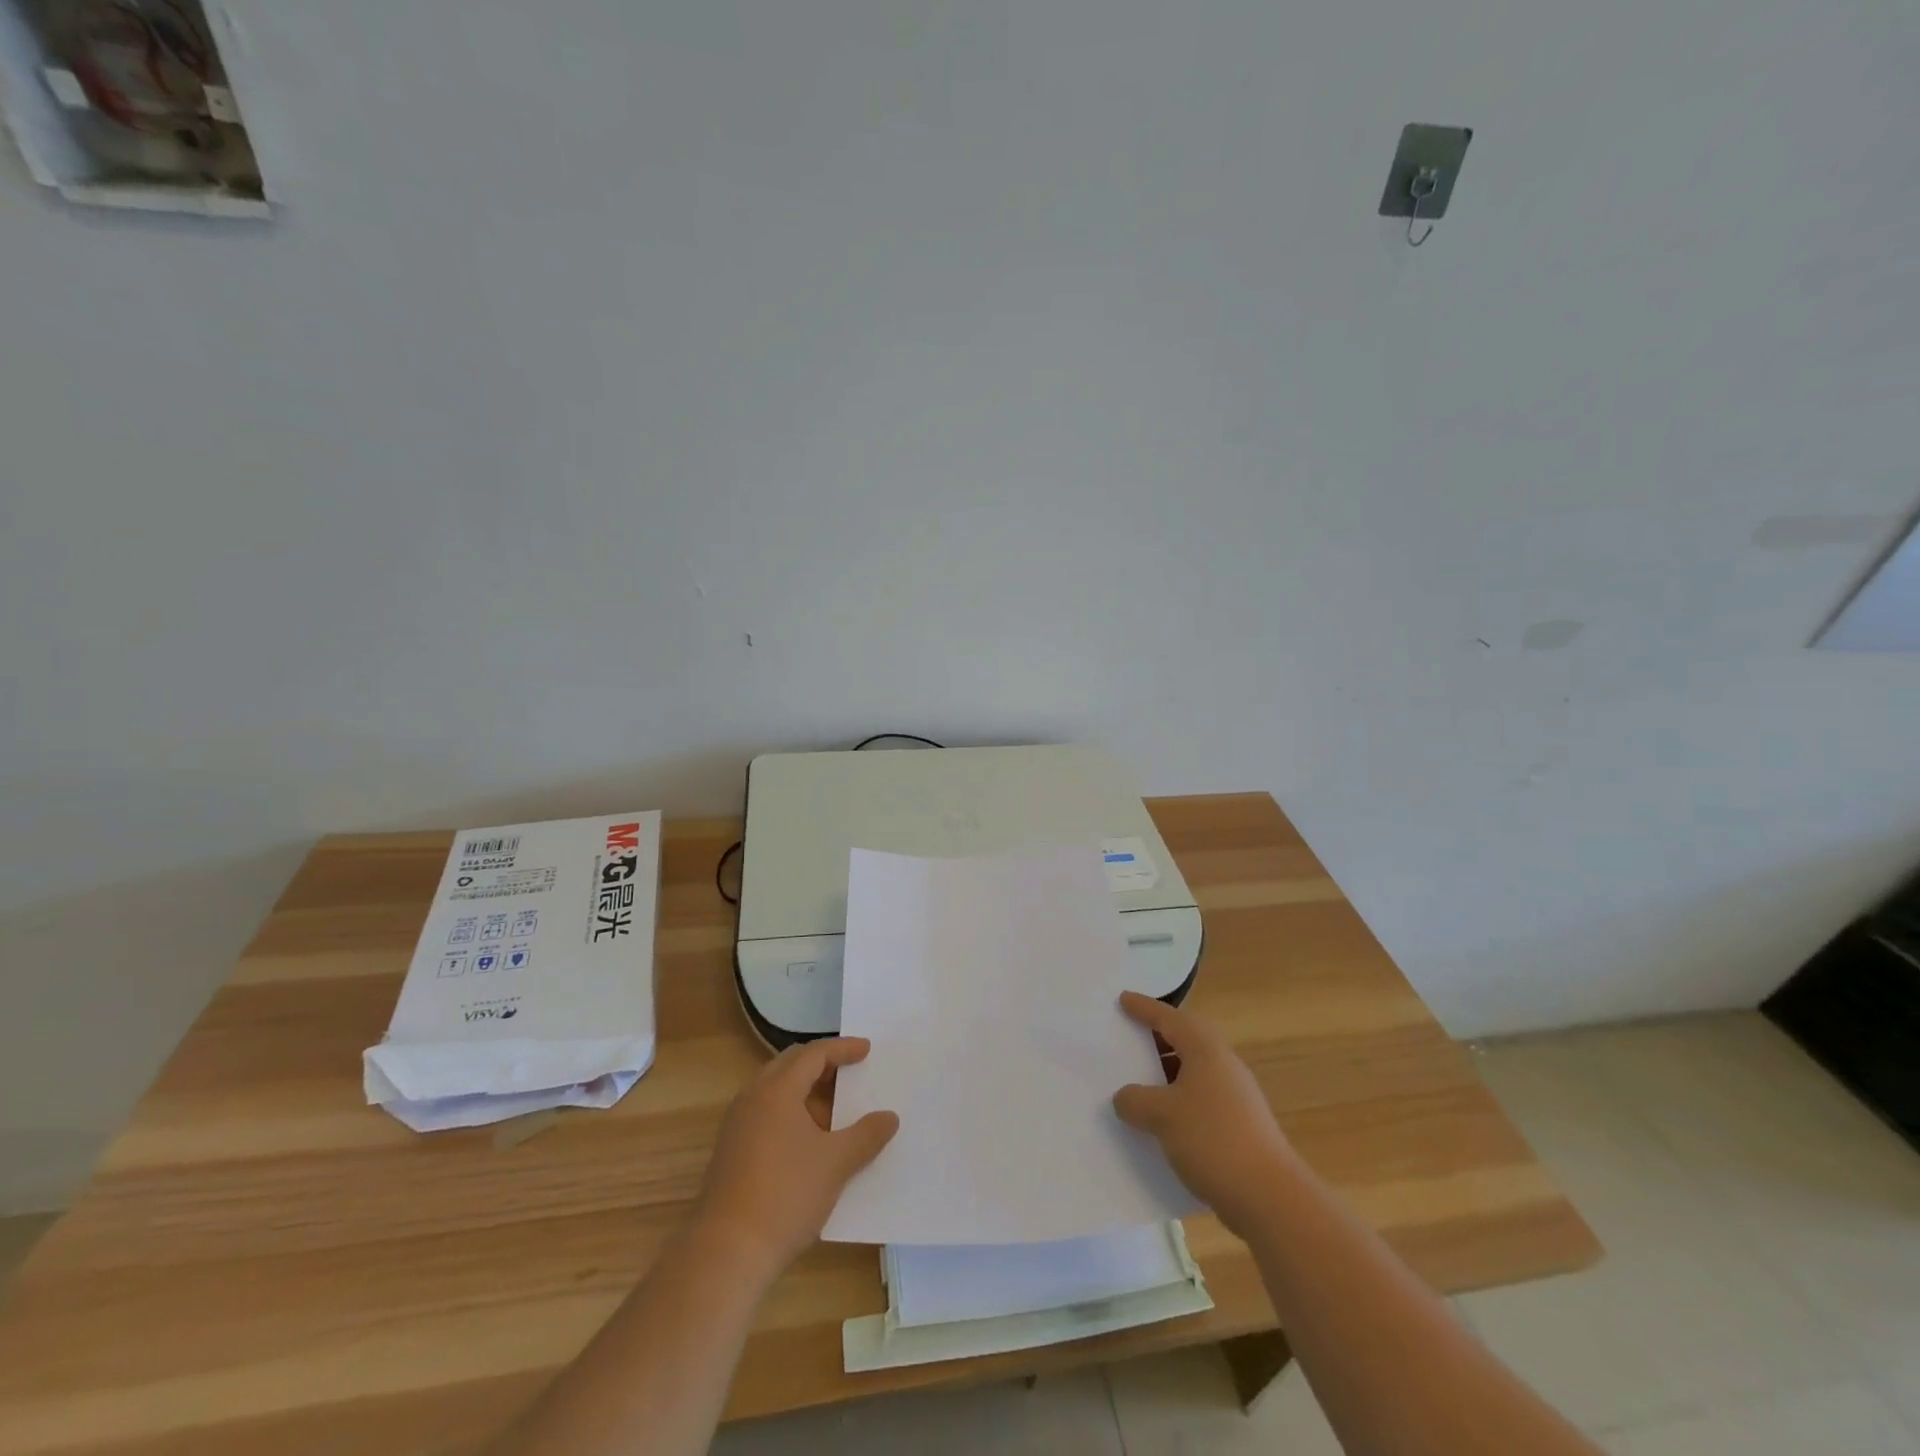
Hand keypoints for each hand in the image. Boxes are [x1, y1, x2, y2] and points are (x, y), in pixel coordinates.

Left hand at [694, 1038, 898, 1277]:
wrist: (726, 1253)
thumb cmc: (786, 1195)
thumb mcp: (836, 1163)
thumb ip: (866, 1135)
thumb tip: (889, 1118)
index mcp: (776, 1090)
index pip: (813, 1054)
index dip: (842, 1049)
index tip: (866, 1050)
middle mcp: (753, 1098)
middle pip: (791, 1067)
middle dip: (823, 1067)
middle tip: (851, 1074)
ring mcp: (737, 1126)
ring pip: (777, 1093)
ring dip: (807, 1094)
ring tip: (836, 1113)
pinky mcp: (731, 1152)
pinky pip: (767, 1116)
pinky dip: (792, 1116)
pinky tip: (812, 1143)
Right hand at [1112, 991, 1294, 1236]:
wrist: (1269, 1198)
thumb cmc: (1212, 1140)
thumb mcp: (1161, 1115)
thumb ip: (1135, 1100)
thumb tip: (1125, 1098)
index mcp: (1206, 1051)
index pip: (1170, 1018)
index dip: (1144, 1008)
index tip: (1123, 999)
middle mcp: (1223, 1066)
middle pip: (1186, 1041)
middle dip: (1158, 1038)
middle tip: (1130, 1037)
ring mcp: (1235, 1098)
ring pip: (1193, 1073)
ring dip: (1166, 1074)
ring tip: (1138, 1082)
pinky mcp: (1239, 1127)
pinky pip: (1199, 1101)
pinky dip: (1177, 1102)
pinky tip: (1160, 1123)